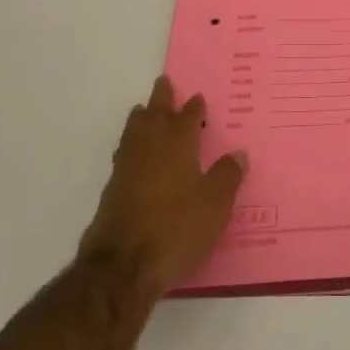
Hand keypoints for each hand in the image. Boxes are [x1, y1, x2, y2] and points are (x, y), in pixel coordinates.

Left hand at [79, 77, 246, 298]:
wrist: (123, 266)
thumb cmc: (177, 229)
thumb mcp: (215, 204)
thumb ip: (226, 176)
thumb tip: (237, 153)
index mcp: (177, 146)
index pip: (187, 118)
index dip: (193, 107)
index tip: (197, 97)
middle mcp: (149, 151)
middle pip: (153, 116)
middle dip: (160, 100)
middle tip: (163, 83)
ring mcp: (126, 170)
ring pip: (133, 134)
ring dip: (140, 119)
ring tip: (142, 111)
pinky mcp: (112, 192)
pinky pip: (124, 155)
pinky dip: (131, 145)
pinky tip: (134, 155)